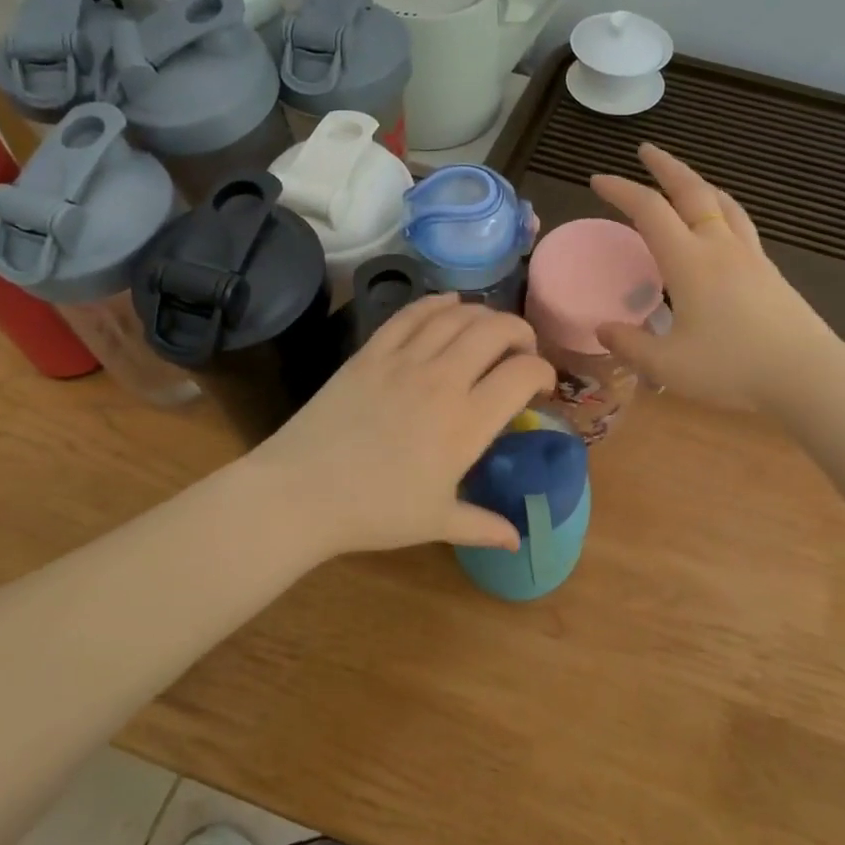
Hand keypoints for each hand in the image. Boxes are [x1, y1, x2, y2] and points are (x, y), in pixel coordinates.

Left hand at [249, 295, 556, 558]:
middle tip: (522, 349)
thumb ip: (483, 526)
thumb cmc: (375, 511)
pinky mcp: (372, 351)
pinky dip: (437, 303)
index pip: (523, 374)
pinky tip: (449, 304)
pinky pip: (412, 314)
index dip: (543, 372)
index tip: (541, 386)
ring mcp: (404, 359)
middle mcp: (443, 379)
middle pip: (496, 330)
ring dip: (483, 315)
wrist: (302, 492)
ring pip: (457, 315)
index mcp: (467, 422)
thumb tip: (518, 540)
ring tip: (490, 328)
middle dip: (521, 332)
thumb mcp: (436, 521)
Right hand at [591, 143, 844, 412]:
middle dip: (665, 166)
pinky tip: (721, 225)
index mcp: (689, 261)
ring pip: (723, 203)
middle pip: (692, 190)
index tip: (597, 180)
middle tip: (646, 150)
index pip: (649, 210)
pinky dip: (721, 208)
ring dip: (698, 183)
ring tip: (685, 180)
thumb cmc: (733, 368)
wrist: (808, 376)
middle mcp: (719, 247)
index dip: (621, 190)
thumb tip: (602, 329)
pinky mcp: (770, 272)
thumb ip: (631, 345)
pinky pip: (740, 223)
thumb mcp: (668, 366)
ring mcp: (750, 256)